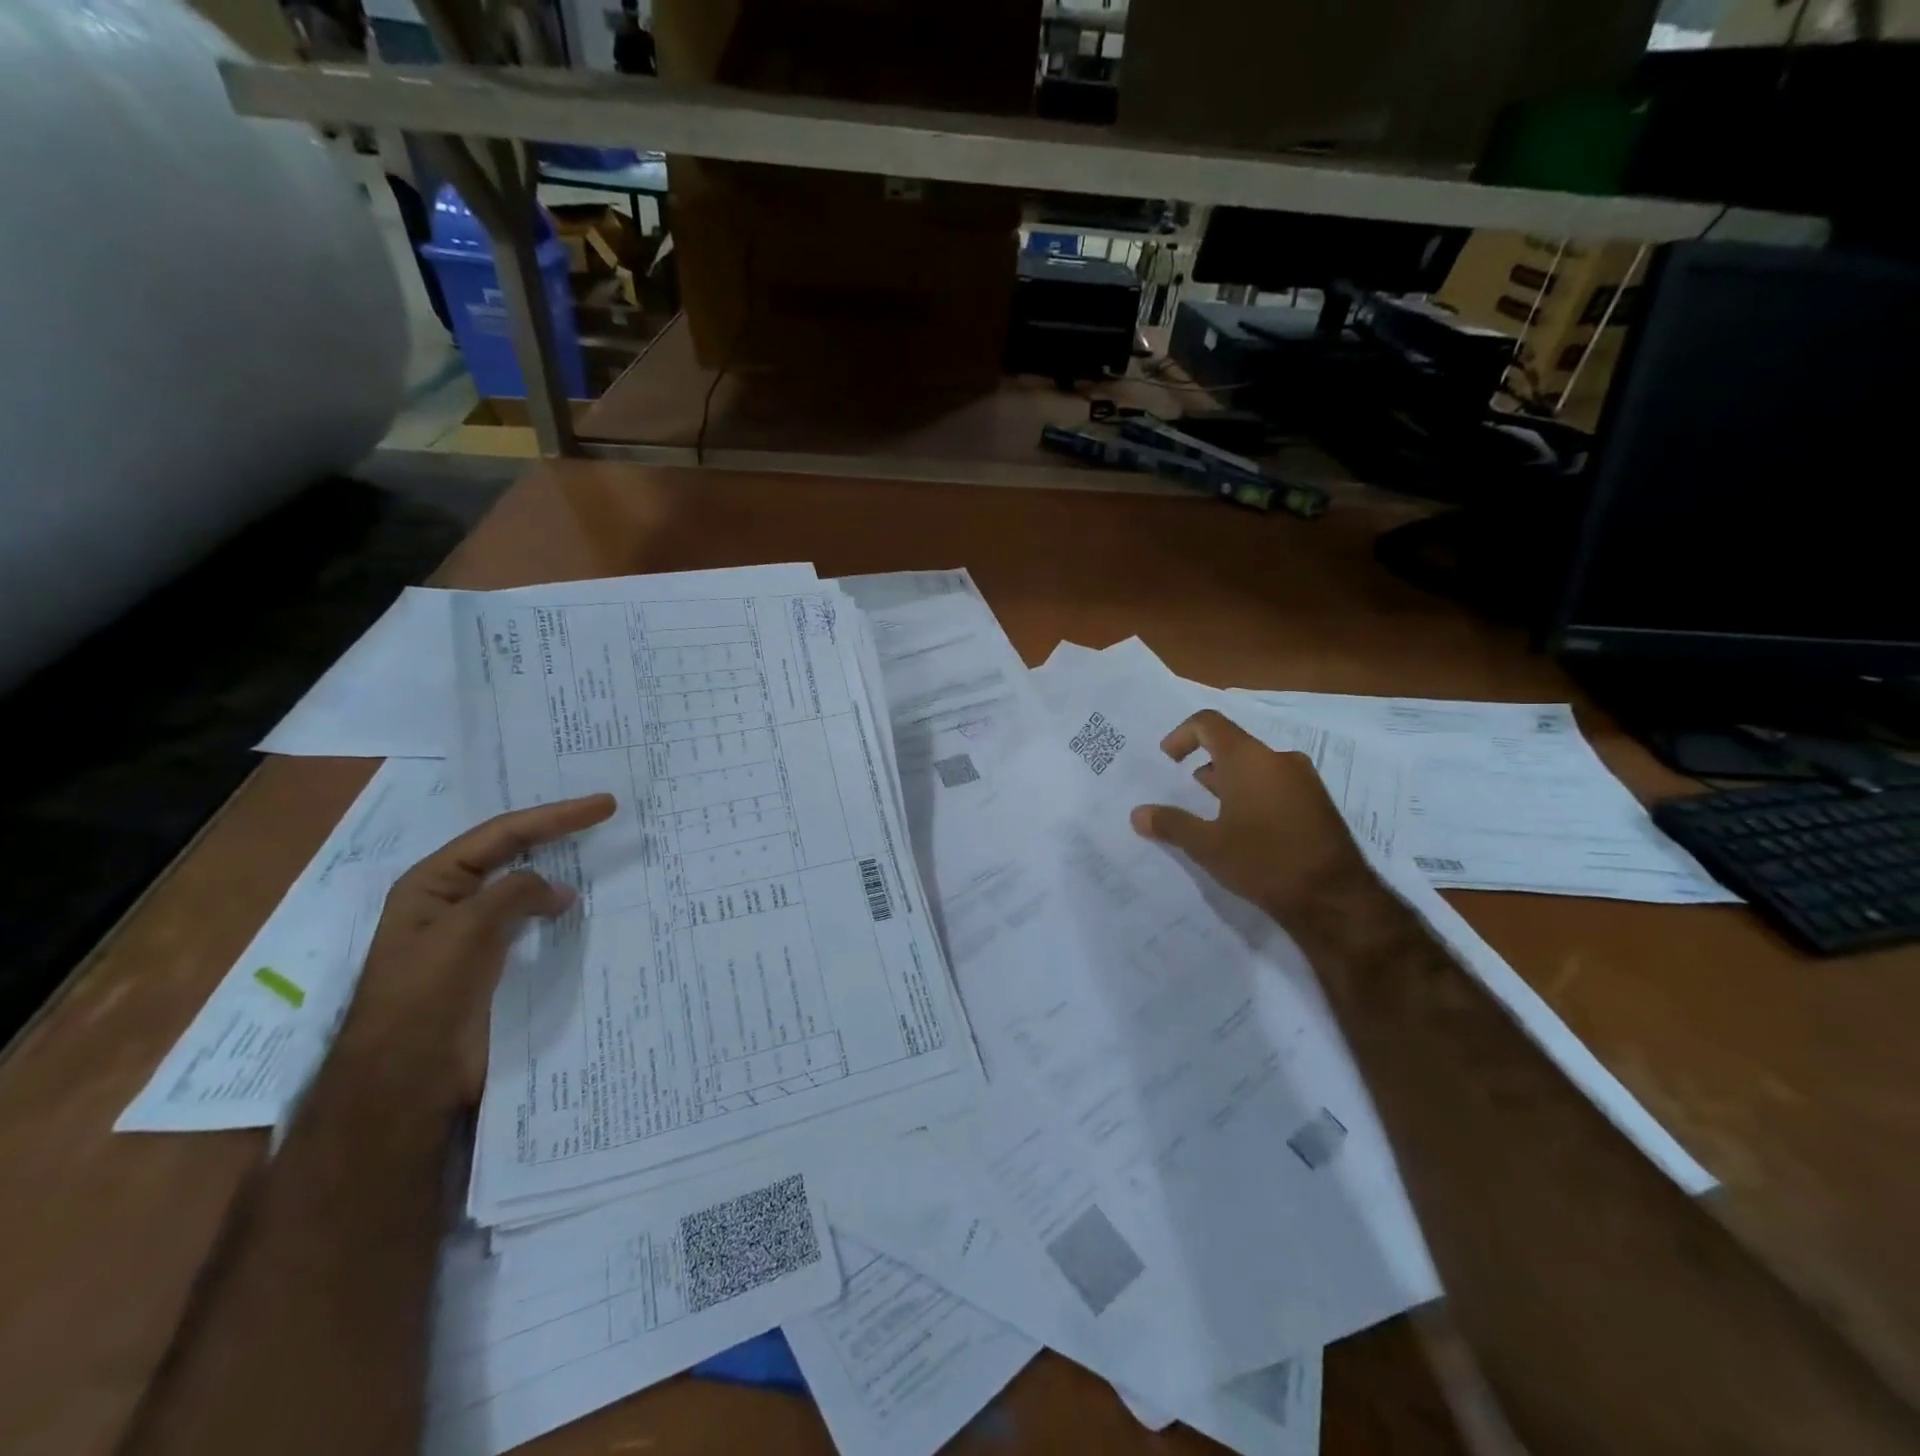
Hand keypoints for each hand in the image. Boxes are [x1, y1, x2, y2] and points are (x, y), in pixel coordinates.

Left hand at [348, 793, 616, 1105]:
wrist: (407, 1077)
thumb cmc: (426, 992)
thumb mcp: (467, 928)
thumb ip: (515, 893)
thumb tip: (561, 891)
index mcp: (434, 882)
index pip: (503, 834)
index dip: (556, 816)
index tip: (604, 805)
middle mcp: (454, 900)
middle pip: (514, 853)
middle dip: (558, 833)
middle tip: (605, 817)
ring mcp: (475, 933)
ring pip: (526, 889)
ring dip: (562, 872)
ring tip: (602, 859)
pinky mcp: (494, 964)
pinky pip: (533, 924)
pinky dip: (560, 911)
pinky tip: (584, 910)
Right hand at [1130, 710, 1373, 928]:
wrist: (1334, 897)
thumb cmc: (1262, 861)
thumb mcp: (1207, 846)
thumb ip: (1170, 824)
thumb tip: (1137, 814)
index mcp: (1248, 759)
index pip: (1209, 723)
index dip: (1182, 735)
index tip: (1168, 761)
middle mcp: (1278, 759)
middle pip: (1233, 745)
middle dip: (1206, 764)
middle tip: (1188, 794)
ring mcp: (1304, 780)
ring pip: (1257, 766)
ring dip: (1230, 782)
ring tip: (1215, 816)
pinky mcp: (1318, 802)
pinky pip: (1277, 784)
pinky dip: (1254, 794)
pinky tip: (1247, 831)